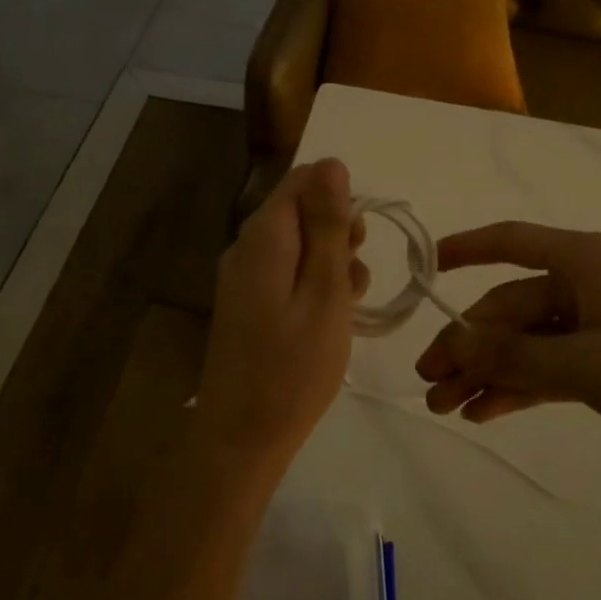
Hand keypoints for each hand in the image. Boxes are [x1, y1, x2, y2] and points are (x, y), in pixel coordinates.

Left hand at [197, 159, 367, 473]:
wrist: (241, 437)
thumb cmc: (294, 367)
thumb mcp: (326, 292)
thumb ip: (329, 226)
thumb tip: (332, 162)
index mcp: (264, 236)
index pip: (303, 179)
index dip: (339, 198)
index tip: (359, 240)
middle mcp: (246, 246)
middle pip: (299, 210)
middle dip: (338, 232)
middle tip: (356, 277)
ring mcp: (242, 276)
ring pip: (297, 243)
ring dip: (330, 262)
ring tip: (349, 305)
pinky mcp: (246, 302)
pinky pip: (285, 272)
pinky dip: (313, 284)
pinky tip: (330, 318)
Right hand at [414, 222, 600, 486]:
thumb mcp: (588, 365)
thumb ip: (514, 354)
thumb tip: (451, 341)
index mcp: (584, 263)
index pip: (512, 242)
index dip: (466, 250)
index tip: (425, 270)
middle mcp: (584, 286)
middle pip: (510, 307)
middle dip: (469, 345)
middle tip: (429, 382)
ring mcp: (593, 327)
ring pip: (523, 343)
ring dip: (485, 373)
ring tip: (445, 407)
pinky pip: (544, 369)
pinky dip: (515, 388)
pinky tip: (482, 413)